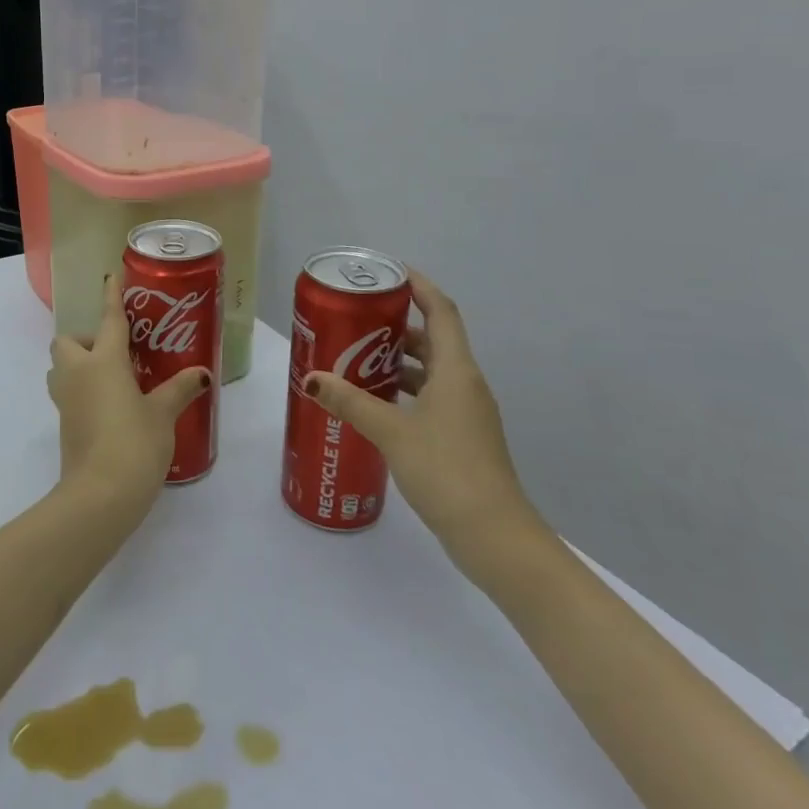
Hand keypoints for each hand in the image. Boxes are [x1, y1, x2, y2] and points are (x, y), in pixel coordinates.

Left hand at [47, 271, 209, 518]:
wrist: (99, 495)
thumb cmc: (134, 444)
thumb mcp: (163, 414)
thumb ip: (178, 389)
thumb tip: (199, 374)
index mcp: (103, 362)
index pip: (108, 320)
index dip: (111, 297)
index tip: (112, 277)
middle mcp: (78, 374)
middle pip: (67, 341)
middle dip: (84, 338)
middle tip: (116, 352)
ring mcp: (66, 400)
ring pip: (61, 367)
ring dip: (78, 364)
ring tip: (112, 377)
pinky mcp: (64, 424)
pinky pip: (68, 392)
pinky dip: (82, 389)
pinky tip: (110, 404)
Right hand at [304, 270, 543, 572]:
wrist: (495, 536)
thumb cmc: (446, 471)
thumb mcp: (391, 432)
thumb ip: (351, 402)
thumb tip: (313, 378)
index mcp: (457, 371)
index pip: (442, 312)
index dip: (420, 286)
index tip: (390, 272)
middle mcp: (466, 384)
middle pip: (435, 340)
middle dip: (399, 326)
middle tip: (359, 319)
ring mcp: (467, 413)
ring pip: (433, 371)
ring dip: (400, 361)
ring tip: (358, 358)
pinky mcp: (463, 437)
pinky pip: (432, 397)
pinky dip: (406, 390)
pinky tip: (377, 404)